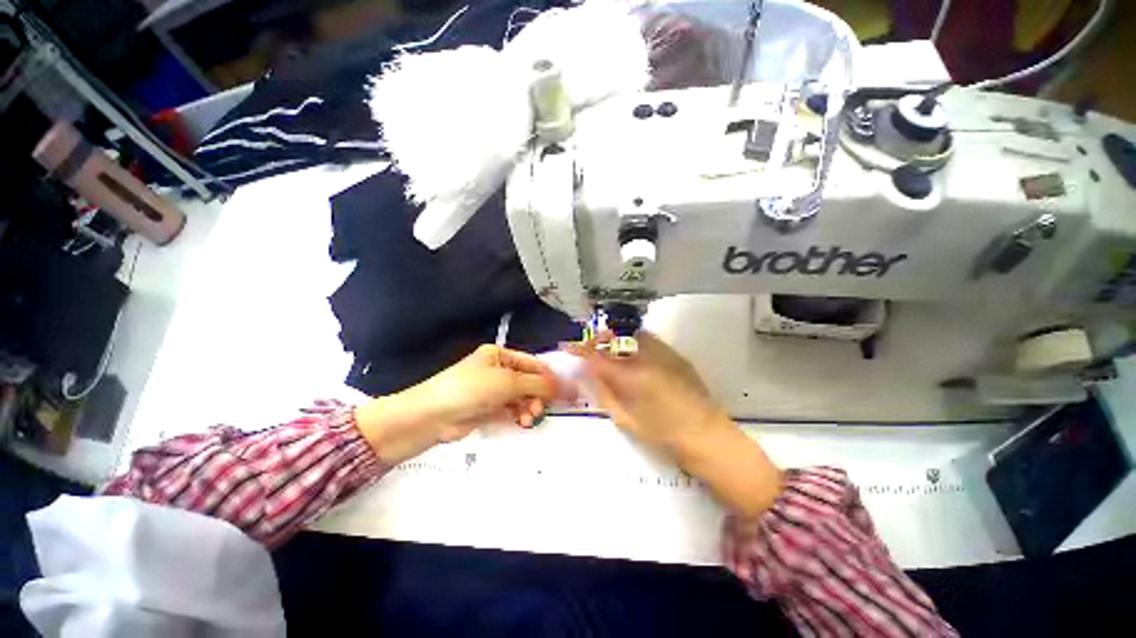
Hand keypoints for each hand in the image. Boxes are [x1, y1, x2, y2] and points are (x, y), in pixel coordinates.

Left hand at [356, 345, 561, 464]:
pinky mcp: (487, 410)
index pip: (532, 364)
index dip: (549, 377)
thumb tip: (567, 386)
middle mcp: (497, 371)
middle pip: (528, 382)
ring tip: (529, 418)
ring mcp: (492, 391)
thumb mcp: (508, 382)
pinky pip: (511, 410)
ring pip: (521, 398)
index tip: (564, 393)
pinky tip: (522, 422)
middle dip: (537, 395)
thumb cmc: (471, 389)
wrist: (431, 417)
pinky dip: (518, 416)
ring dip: (528, 407)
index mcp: (500, 356)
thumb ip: (539, 384)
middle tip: (541, 409)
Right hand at [566, 332, 727, 456]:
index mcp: (631, 376)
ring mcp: (664, 352)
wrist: (706, 435)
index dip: (580, 349)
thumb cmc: (662, 435)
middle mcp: (647, 357)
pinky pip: (648, 339)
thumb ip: (603, 393)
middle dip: (598, 339)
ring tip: (611, 352)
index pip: (597, 355)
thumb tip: (586, 375)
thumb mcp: (625, 418)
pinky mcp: (675, 354)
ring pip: (631, 334)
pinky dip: (634, 342)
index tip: (567, 346)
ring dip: (616, 339)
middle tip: (591, 350)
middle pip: (614, 336)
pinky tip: (634, 357)